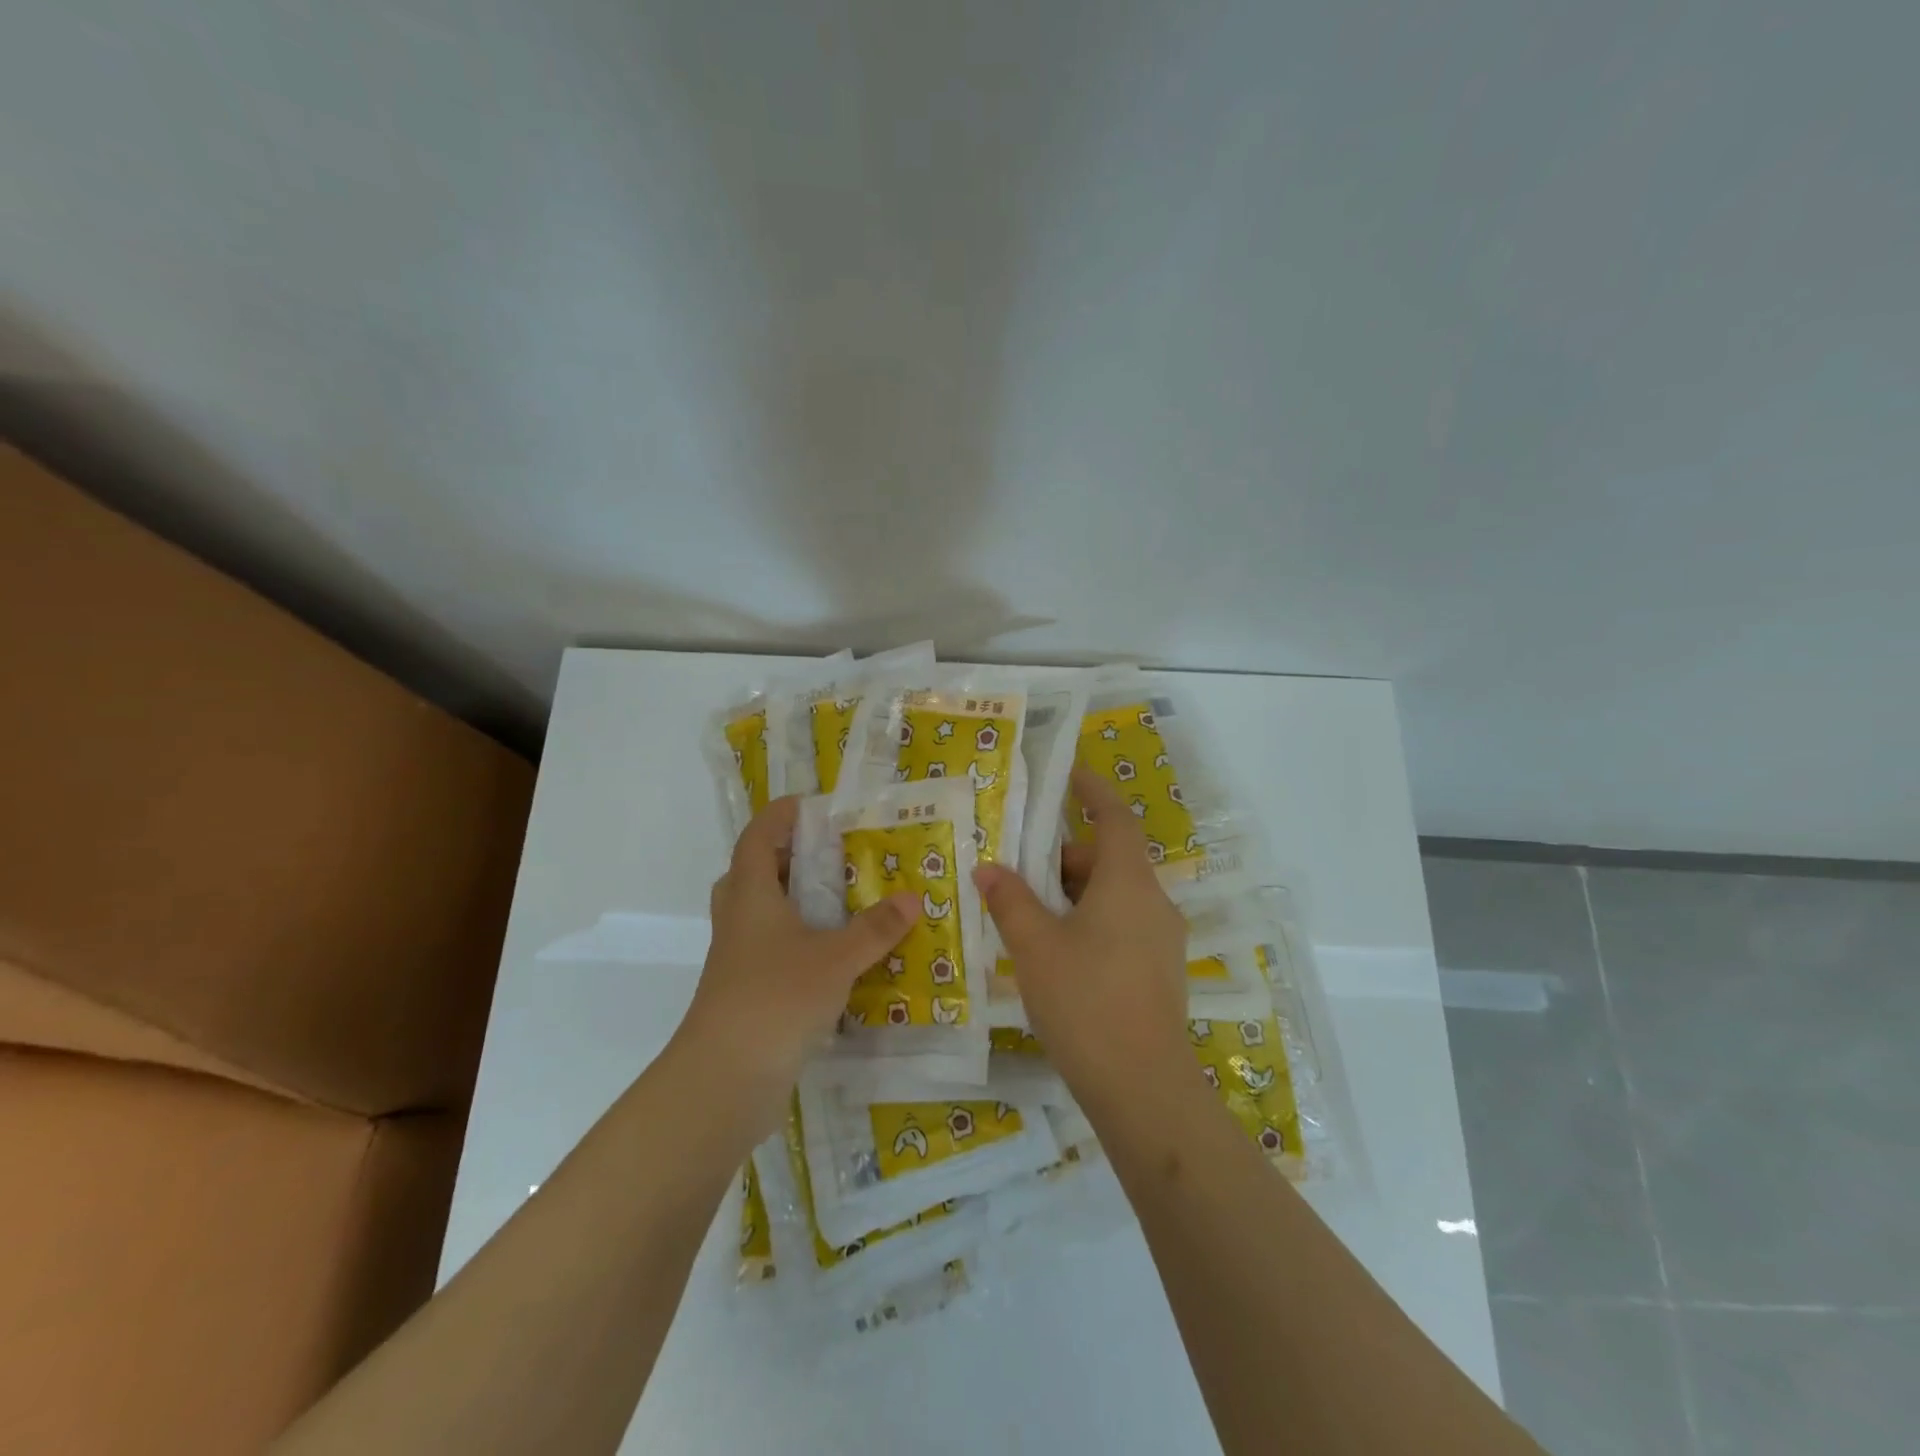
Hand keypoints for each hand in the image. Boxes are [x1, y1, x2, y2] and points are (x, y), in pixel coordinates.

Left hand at [676, 796, 919, 1129]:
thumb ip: (875, 929)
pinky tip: (837, 955)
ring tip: (840, 900)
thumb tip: (912, 898)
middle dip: (786, 858)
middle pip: (753, 874)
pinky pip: (773, 951)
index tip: (810, 804)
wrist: (725, 1079)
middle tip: (828, 854)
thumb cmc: (776, 998)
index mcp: (751, 895)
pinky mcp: (746, 992)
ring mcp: (738, 959)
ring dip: (794, 902)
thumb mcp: (836, 958)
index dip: (779, 816)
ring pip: (762, 915)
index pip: (757, 837)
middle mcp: (739, 920)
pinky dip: (800, 943)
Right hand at [973, 767, 1198, 1112]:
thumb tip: (988, 868)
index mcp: (1127, 882)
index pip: (1115, 817)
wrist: (1143, 1087)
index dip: (1093, 791)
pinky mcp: (1160, 971)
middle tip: (1020, 869)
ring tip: (1029, 914)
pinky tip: (1057, 953)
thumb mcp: (1034, 946)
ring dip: (1075, 893)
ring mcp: (1161, 939)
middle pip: (1110, 859)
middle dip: (1065, 857)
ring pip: (1115, 895)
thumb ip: (1010, 901)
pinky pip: (1122, 925)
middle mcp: (1153, 902)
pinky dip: (1090, 920)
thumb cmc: (1085, 1001)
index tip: (1069, 774)